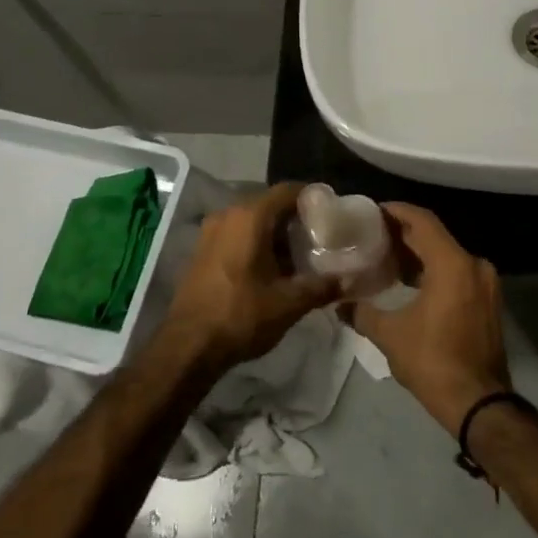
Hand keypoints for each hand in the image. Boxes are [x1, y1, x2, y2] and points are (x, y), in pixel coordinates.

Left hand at [157, 184, 338, 370]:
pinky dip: (257, 244)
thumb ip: (321, 287)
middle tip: (320, 238)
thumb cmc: (240, 315)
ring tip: (300, 257)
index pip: (288, 191)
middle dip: (296, 220)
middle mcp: (228, 215)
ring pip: (252, 222)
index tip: (332, 212)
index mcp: (250, 217)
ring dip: (276, 235)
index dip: (312, 198)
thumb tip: (349, 281)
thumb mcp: (288, 303)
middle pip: (270, 205)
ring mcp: (211, 232)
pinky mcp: (203, 251)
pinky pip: (237, 235)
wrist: (188, 346)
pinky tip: (272, 269)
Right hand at [350, 204, 510, 434]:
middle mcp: (474, 265)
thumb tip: (340, 305)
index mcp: (453, 264)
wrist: (479, 404)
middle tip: (372, 234)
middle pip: (435, 236)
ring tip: (385, 256)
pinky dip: (433, 271)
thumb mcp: (390, 335)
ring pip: (446, 255)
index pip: (422, 221)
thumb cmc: (433, 362)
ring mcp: (485, 284)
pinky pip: (456, 273)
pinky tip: (408, 282)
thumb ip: (363, 312)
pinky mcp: (487, 302)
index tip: (372, 211)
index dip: (396, 211)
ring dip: (418, 254)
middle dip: (403, 233)